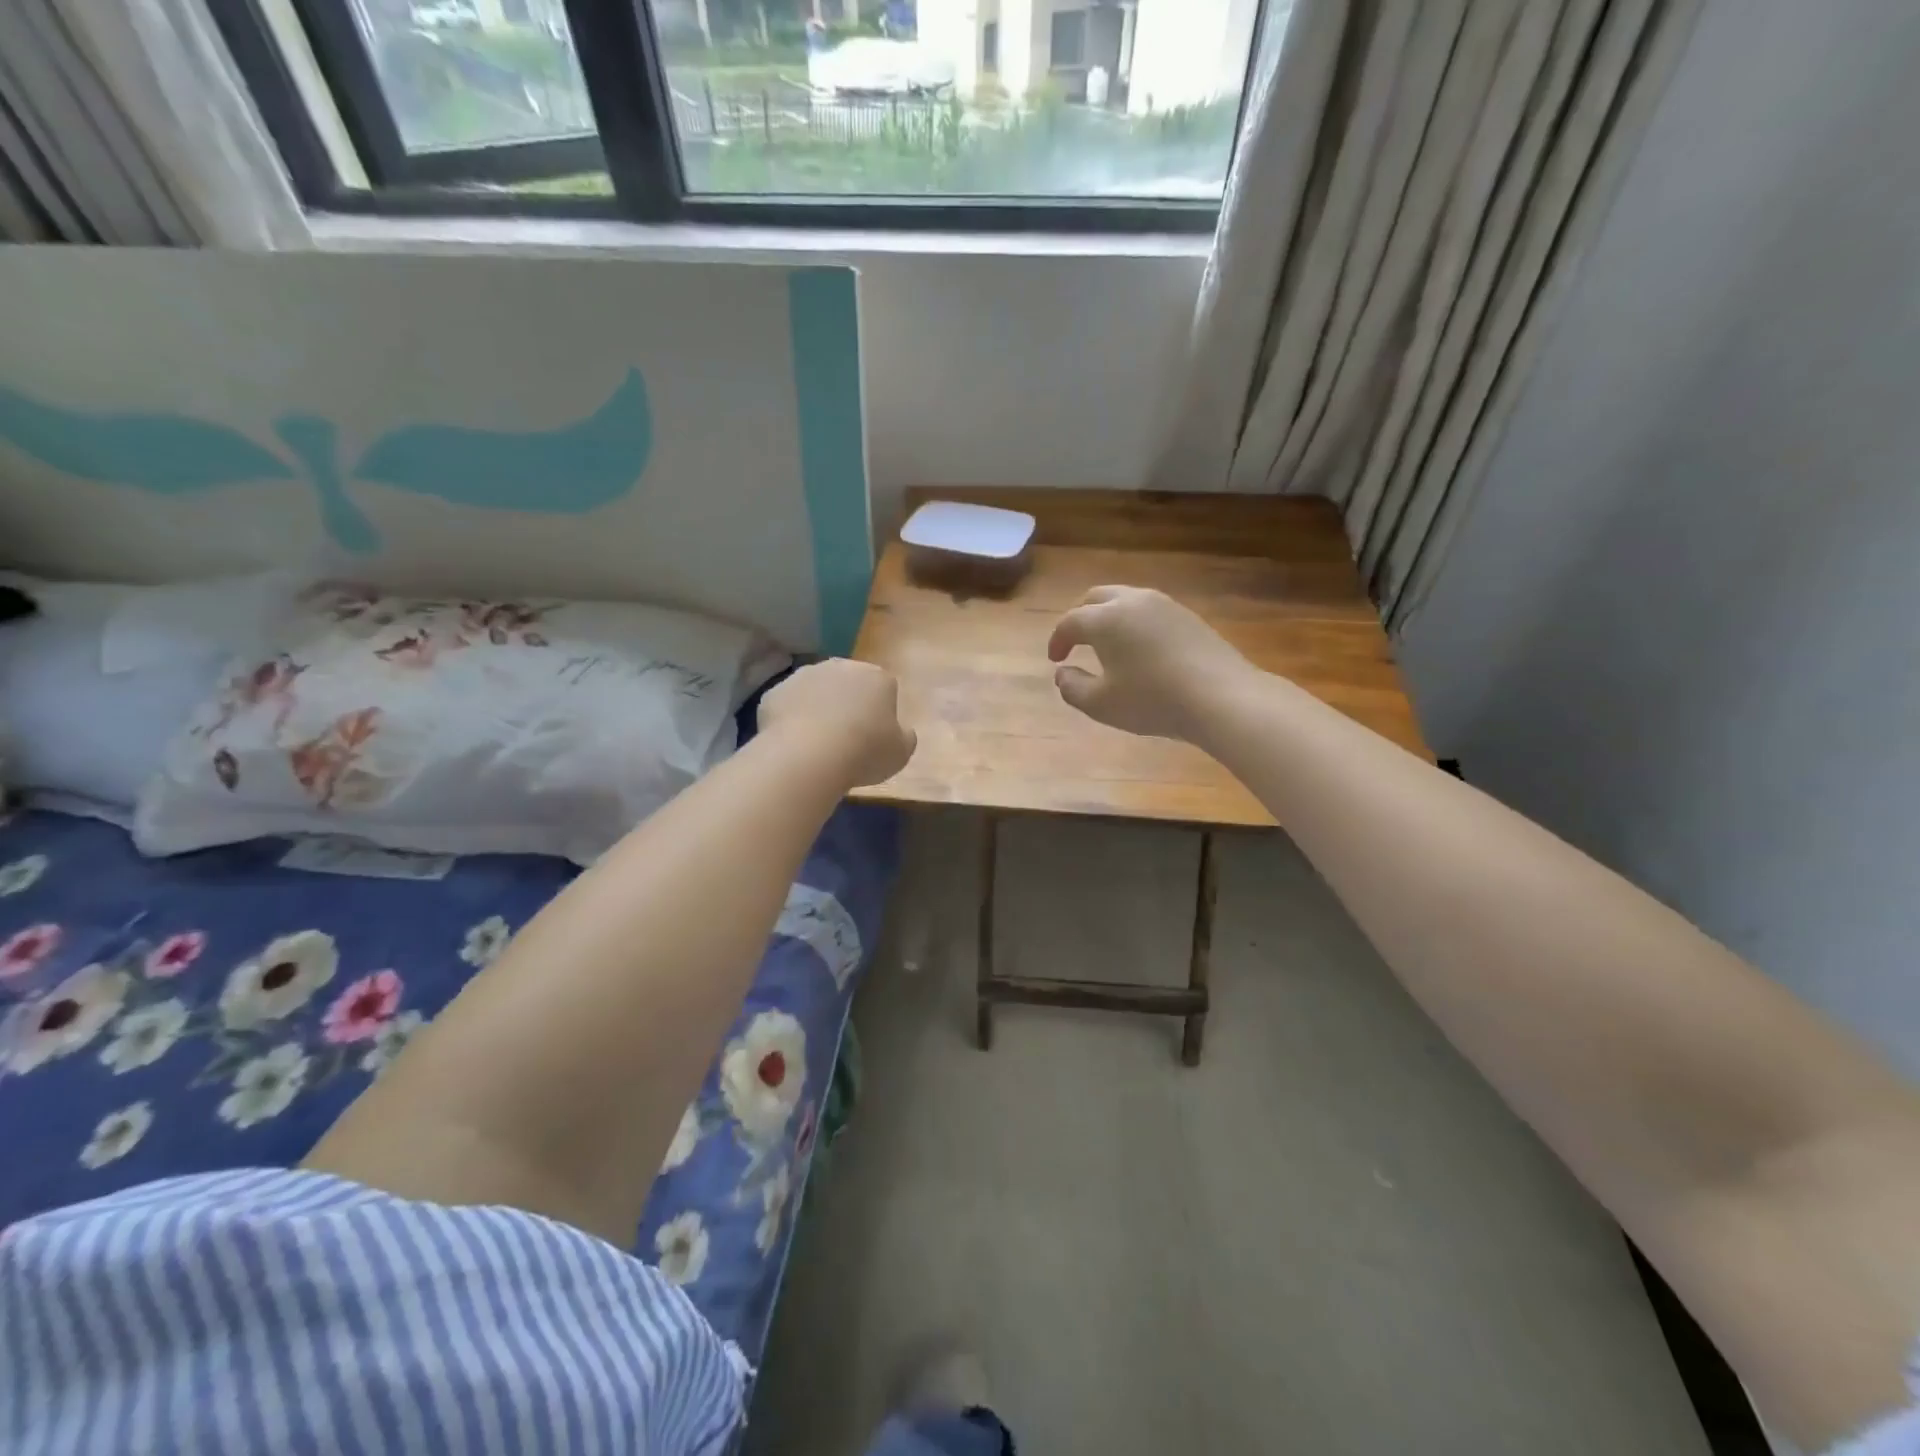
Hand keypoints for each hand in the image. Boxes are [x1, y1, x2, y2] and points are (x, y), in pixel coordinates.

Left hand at [760, 659, 916, 787]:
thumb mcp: (901, 752)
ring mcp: (804, 675)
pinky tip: (793, 742)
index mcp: (877, 677)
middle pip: (847, 683)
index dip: (880, 712)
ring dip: (817, 707)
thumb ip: (904, 736)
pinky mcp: (775, 691)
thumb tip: (900, 730)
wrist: (809, 756)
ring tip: (816, 742)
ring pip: (815, 690)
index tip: (875, 736)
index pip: (884, 688)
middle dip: (847, 703)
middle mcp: (840, 666)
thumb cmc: (865, 751)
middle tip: (846, 737)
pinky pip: (788, 704)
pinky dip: (790, 718)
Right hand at [1047, 586, 1252, 743]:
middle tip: (1076, 642)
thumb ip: (1073, 688)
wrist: (1221, 697)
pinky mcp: (1188, 616)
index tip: (1056, 660)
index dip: (1058, 640)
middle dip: (1080, 617)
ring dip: (1109, 617)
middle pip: (1096, 598)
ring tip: (1107, 644)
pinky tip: (1140, 648)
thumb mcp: (1101, 704)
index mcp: (1105, 619)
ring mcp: (1165, 605)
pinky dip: (1134, 623)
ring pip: (1126, 599)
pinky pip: (1150, 611)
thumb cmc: (1153, 701)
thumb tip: (1062, 673)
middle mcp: (1133, 601)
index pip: (1070, 622)